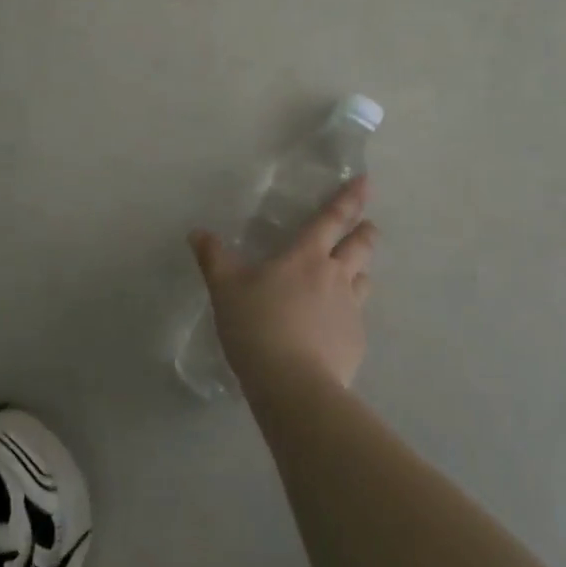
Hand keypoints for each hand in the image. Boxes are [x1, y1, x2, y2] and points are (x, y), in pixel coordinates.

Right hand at [189, 176, 377, 392]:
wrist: (293, 385)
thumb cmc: (257, 325)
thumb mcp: (225, 289)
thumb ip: (213, 258)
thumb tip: (197, 232)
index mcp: (306, 256)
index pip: (332, 219)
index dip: (349, 198)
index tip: (366, 182)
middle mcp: (336, 276)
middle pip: (360, 246)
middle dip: (365, 232)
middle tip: (368, 226)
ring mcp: (351, 310)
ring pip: (365, 280)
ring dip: (361, 271)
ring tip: (355, 273)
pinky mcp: (356, 342)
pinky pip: (357, 318)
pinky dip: (349, 315)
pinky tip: (334, 328)